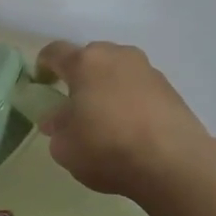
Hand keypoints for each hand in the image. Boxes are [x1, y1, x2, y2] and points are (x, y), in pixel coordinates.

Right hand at [34, 40, 209, 199]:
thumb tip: (59, 118)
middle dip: (79, 76)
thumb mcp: (64, 146)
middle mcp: (117, 56)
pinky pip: (139, 87)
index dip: (43, 66)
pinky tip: (130, 127)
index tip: (41, 86)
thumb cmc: (107, 148)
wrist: (174, 164)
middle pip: (90, 58)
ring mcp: (148, 70)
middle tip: (75, 104)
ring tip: (106, 118)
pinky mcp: (171, 89)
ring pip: (118, 71)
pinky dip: (130, 100)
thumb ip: (56, 126)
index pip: (54, 52)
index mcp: (85, 62)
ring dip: (107, 87)